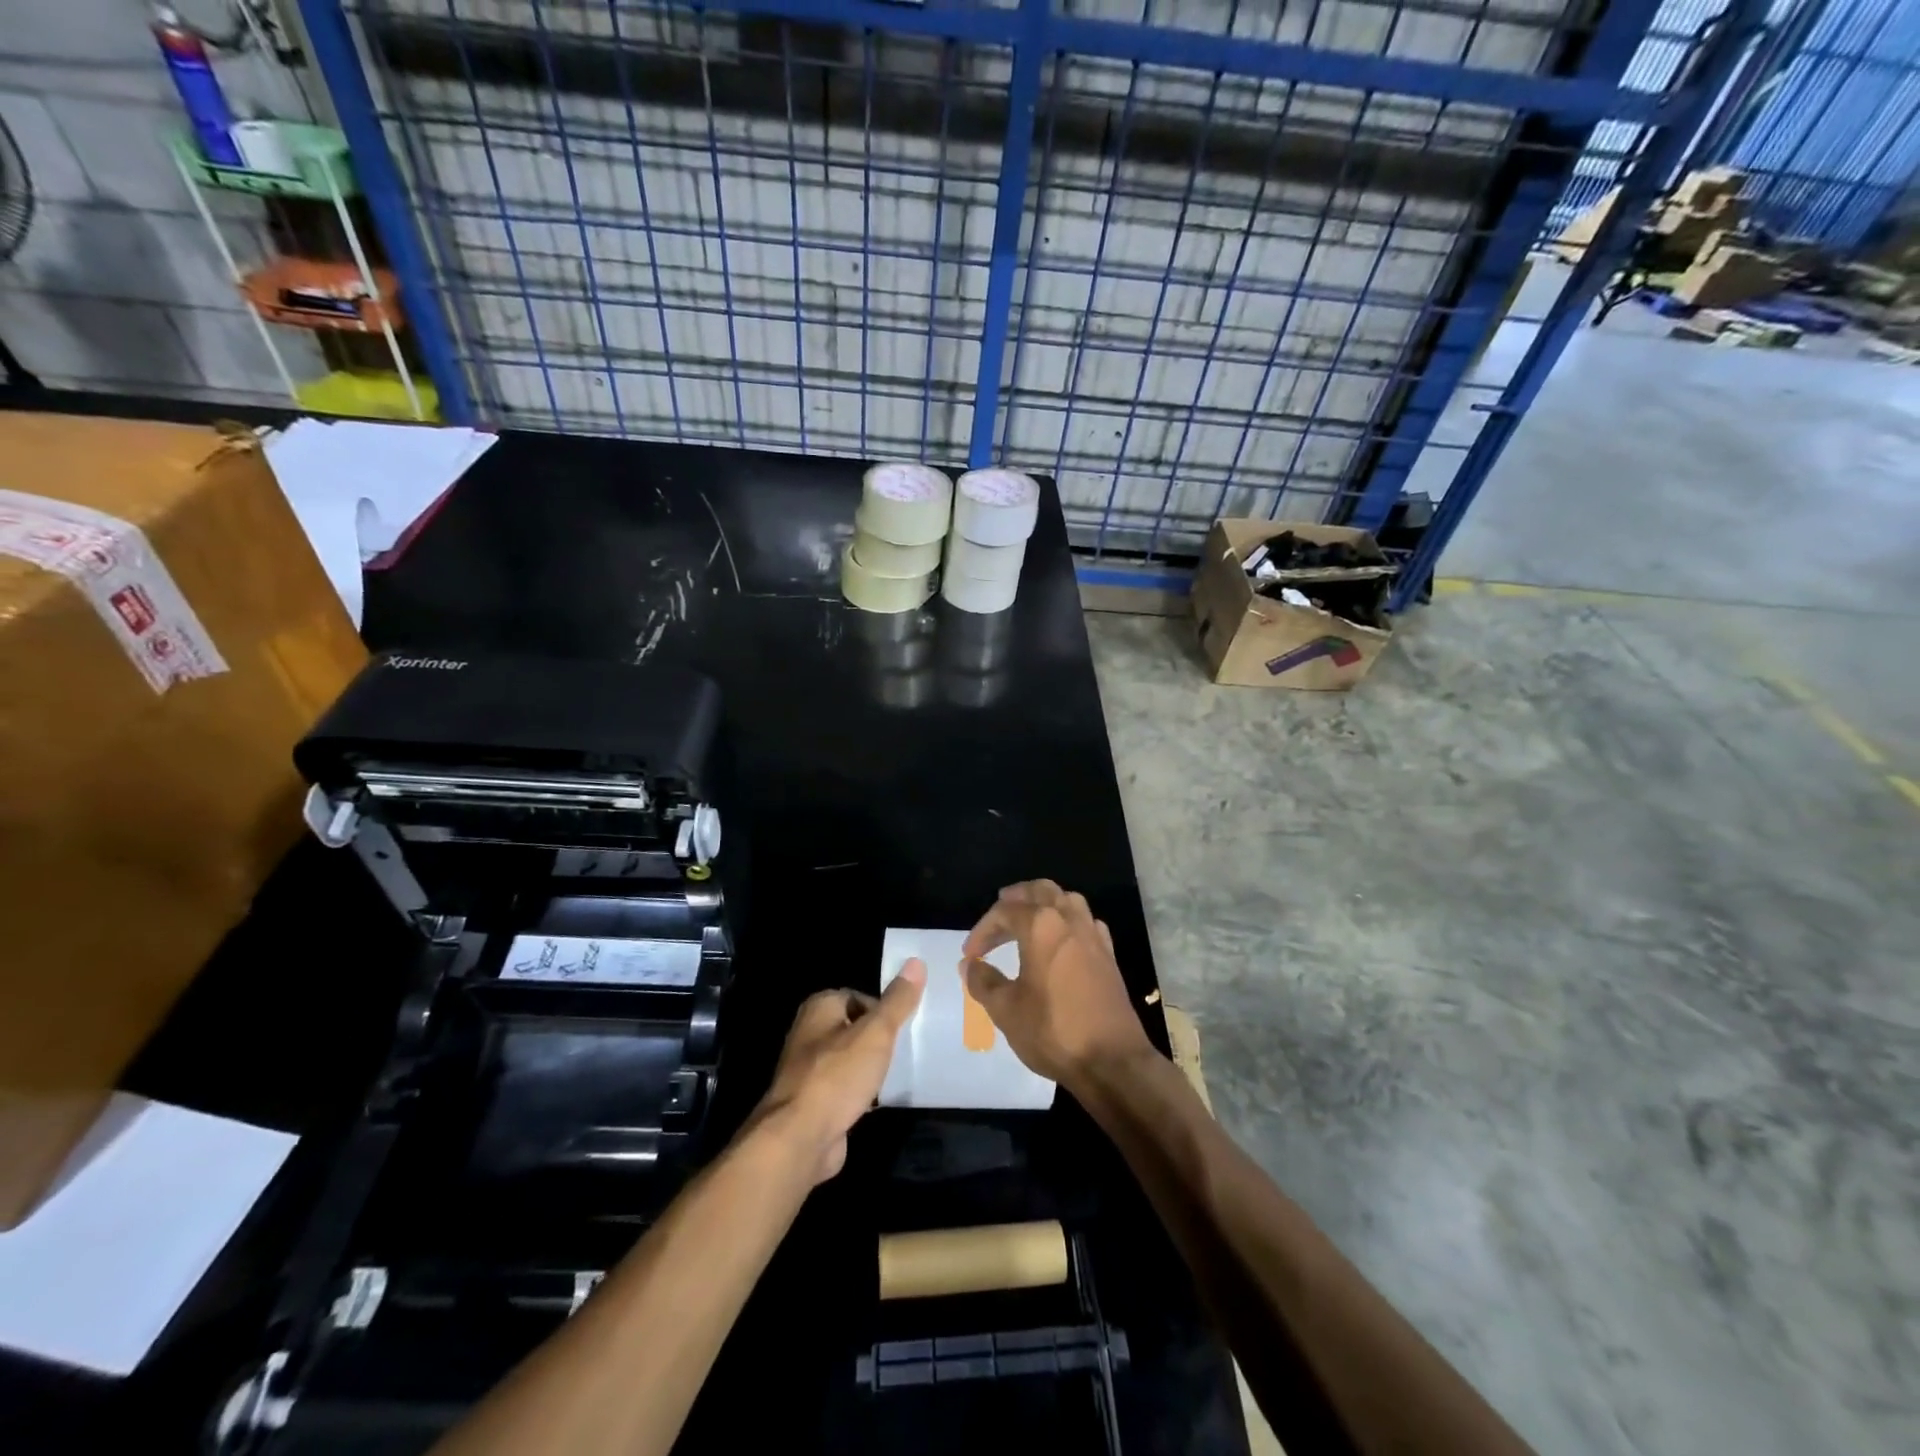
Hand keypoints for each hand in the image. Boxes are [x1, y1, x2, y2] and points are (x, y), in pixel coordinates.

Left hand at [755, 959, 925, 1183]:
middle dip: (878, 1038)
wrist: (800, 1138)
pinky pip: (845, 1087)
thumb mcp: (876, 1032)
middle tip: (906, 1047)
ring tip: (899, 1072)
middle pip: (854, 1027)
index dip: (882, 1009)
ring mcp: (809, 1070)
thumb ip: (897, 1000)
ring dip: (870, 1066)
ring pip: (850, 1059)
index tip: (905, 1025)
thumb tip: (916, 962)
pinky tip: (880, 1099)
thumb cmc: (838, 1075)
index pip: (858, 996)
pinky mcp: (814, 1102)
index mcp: (819, 1008)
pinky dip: (862, 1091)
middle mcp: (809, 1033)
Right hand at [962, 881, 1154, 1093]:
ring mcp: (1093, 935)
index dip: (983, 929)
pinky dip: (1068, 921)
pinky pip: (1085, 921)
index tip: (971, 954)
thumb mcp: (1006, 1010)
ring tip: (1027, 921)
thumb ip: (983, 981)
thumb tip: (970, 964)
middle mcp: (1069, 920)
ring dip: (1044, 904)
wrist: (1111, 1060)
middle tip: (999, 915)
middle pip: (1040, 891)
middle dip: (1016, 898)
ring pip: (1067, 900)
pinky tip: (1061, 941)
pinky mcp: (1108, 955)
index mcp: (1041, 926)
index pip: (1005, 911)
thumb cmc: (1053, 1031)